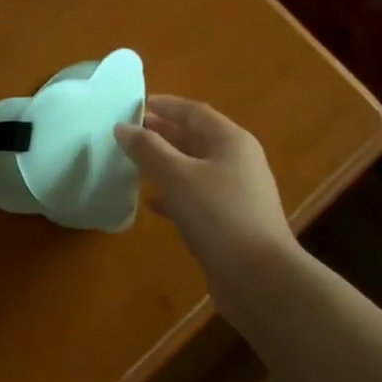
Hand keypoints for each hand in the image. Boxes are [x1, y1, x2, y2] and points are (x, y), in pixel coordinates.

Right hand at [114, 96, 296, 281]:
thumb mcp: (177, 176)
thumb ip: (148, 149)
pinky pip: (197, 197)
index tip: (133, 106)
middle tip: (129, 134)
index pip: (194, 112)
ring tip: (133, 164)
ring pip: (194, 168)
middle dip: (162, 134)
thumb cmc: (218, 215)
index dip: (164, 105)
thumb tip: (122, 127)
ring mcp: (236, 192)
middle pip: (196, 138)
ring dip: (165, 164)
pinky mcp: (229, 221)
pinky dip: (174, 194)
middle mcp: (237, 160)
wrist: (258, 276)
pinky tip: (152, 203)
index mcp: (230, 141)